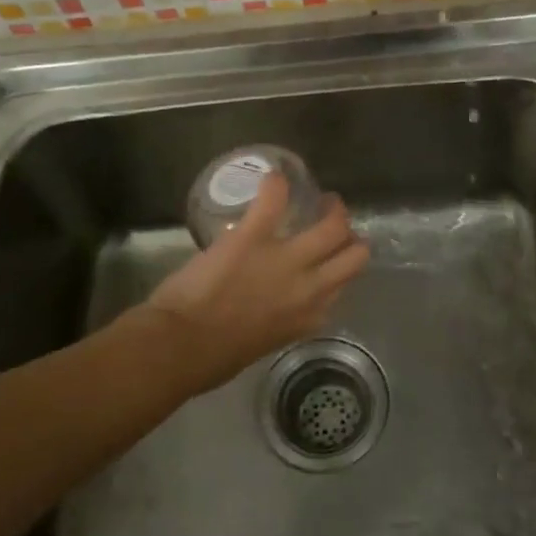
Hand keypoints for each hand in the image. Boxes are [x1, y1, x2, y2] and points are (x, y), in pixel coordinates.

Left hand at [139, 172, 369, 389]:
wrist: (182, 345)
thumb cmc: (214, 357)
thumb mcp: (264, 342)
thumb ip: (281, 320)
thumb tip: (273, 306)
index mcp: (308, 316)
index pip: (342, 285)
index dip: (338, 267)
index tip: (329, 258)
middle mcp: (309, 287)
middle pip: (354, 254)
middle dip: (347, 235)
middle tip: (333, 222)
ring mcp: (286, 258)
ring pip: (334, 226)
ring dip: (332, 208)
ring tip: (322, 199)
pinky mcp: (254, 235)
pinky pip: (275, 198)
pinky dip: (275, 184)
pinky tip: (274, 178)